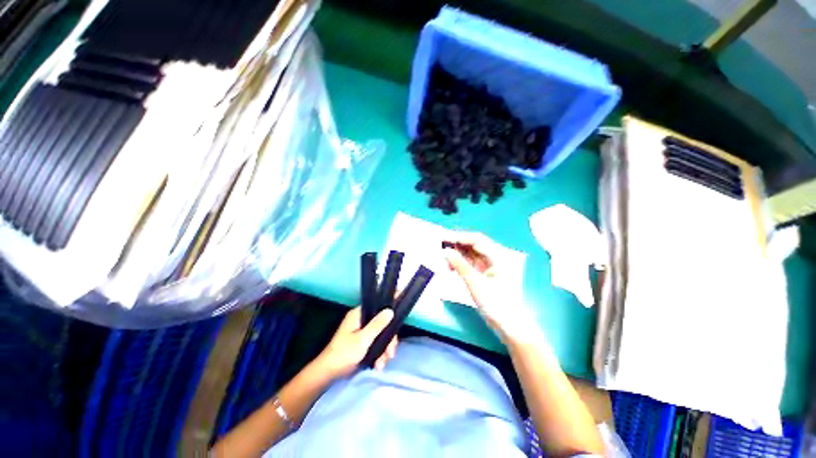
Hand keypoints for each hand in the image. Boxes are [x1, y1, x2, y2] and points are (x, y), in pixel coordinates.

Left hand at [316, 307, 397, 378]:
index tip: (398, 321)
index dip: (390, 311)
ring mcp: (362, 331)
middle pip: (382, 324)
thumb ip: (377, 325)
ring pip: (381, 335)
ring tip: (382, 364)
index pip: (378, 306)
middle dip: (388, 340)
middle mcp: (362, 320)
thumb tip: (390, 310)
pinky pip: (376, 343)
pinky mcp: (363, 342)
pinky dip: (379, 353)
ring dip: (384, 350)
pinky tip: (379, 364)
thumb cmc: (344, 353)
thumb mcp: (363, 339)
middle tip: (391, 353)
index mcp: (359, 314)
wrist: (329, 373)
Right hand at [444, 232, 541, 344]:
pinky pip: (469, 263)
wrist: (509, 326)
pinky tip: (451, 268)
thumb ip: (459, 265)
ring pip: (470, 254)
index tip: (443, 238)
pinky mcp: (484, 274)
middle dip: (457, 245)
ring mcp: (488, 266)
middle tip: (441, 247)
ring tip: (444, 260)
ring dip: (457, 255)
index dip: (460, 237)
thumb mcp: (475, 283)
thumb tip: (445, 251)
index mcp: (497, 256)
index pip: (476, 239)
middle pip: (473, 245)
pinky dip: (460, 264)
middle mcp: (493, 258)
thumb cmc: (496, 303)